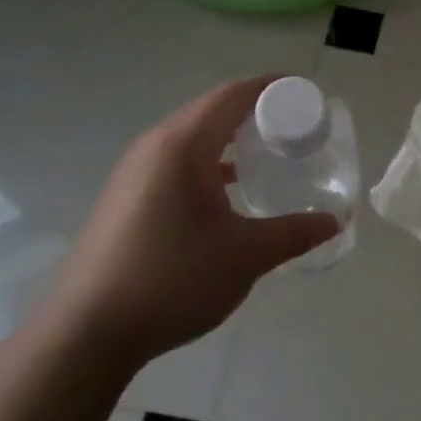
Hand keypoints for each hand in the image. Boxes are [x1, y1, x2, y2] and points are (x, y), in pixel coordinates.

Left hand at [47, 76, 339, 371]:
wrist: (86, 333)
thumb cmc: (172, 280)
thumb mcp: (246, 256)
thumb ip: (294, 233)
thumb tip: (335, 222)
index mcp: (182, 146)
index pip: (233, 95)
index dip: (272, 87)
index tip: (306, 93)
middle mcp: (154, 147)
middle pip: (211, 110)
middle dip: (256, 112)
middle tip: (297, 127)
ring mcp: (134, 172)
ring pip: (191, 137)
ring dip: (230, 139)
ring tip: (269, 155)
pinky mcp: (125, 198)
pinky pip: (176, 162)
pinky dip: (208, 163)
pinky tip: (229, 192)